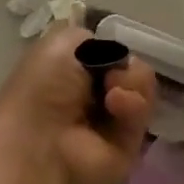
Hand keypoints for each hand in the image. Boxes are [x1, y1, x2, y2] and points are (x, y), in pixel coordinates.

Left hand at [0, 22, 156, 183]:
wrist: (39, 141)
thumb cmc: (42, 88)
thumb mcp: (61, 42)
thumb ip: (91, 38)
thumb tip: (111, 53)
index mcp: (72, 75)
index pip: (110, 55)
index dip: (114, 49)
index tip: (108, 49)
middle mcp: (93, 98)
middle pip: (131, 70)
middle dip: (127, 65)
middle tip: (109, 75)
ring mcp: (113, 122)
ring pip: (143, 88)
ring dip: (131, 82)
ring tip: (111, 92)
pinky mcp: (129, 145)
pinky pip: (144, 113)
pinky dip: (133, 104)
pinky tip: (115, 105)